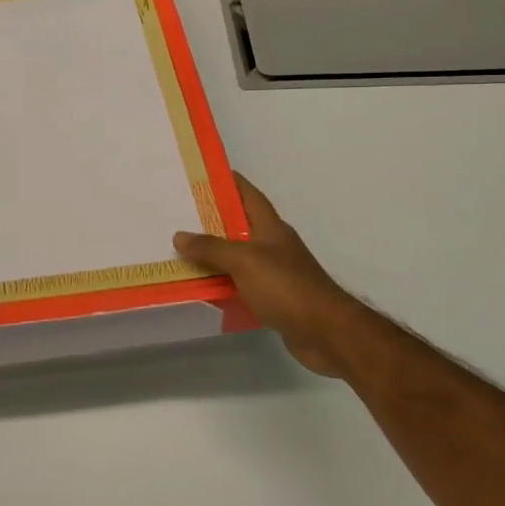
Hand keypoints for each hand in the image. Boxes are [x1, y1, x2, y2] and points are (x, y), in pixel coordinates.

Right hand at [175, 174, 366, 378]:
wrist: (324, 331)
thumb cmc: (286, 286)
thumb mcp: (244, 260)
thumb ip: (212, 248)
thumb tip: (179, 235)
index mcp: (270, 227)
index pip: (248, 194)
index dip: (229, 182)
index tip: (203, 174)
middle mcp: (273, 245)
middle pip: (239, 225)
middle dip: (212, 219)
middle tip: (179, 214)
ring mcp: (274, 273)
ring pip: (237, 257)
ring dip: (214, 255)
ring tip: (181, 250)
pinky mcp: (272, 298)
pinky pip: (240, 284)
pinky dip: (222, 284)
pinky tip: (202, 287)